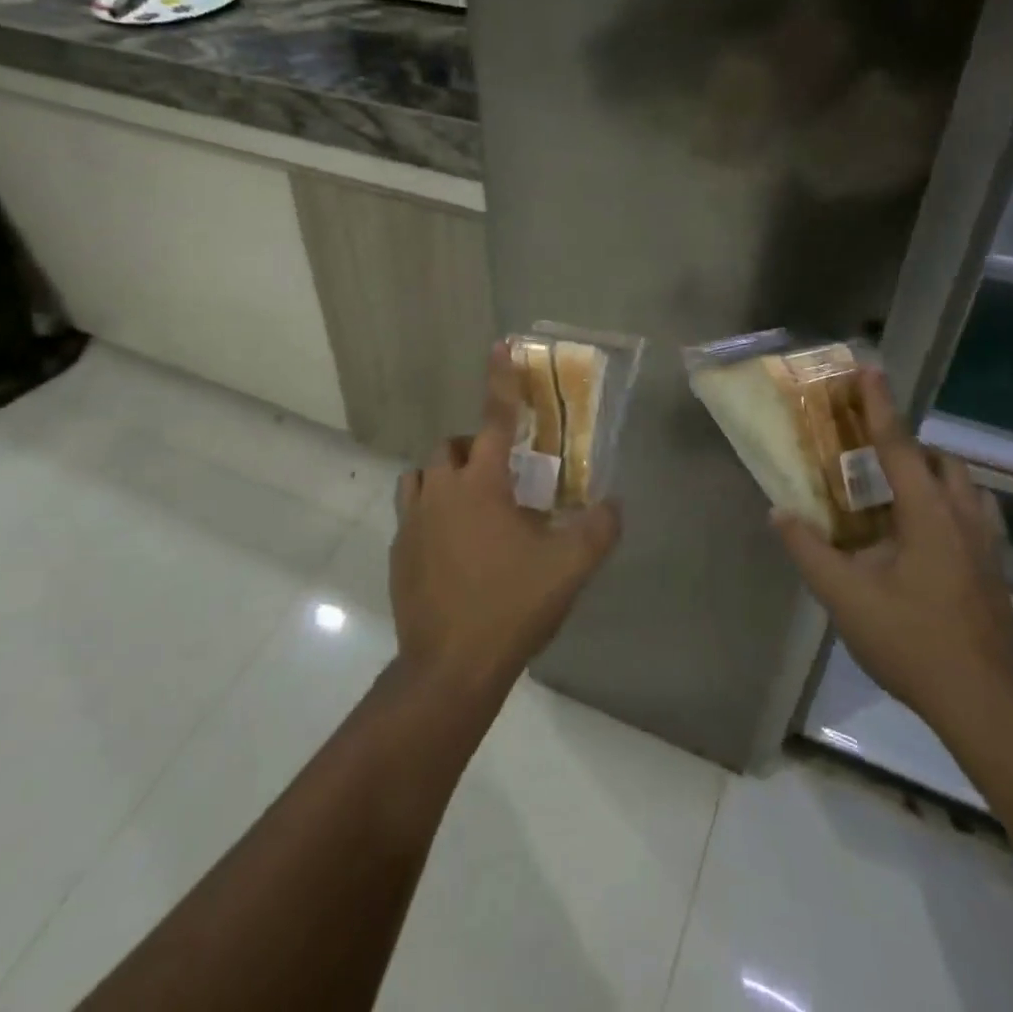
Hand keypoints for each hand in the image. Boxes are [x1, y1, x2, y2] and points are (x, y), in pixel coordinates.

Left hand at [392, 343, 620, 699]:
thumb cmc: (511, 606)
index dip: (501, 379)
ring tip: (475, 505)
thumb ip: (599, 528)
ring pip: (423, 476)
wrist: (450, 667)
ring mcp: (412, 521)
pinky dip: (431, 511)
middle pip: (452, 447)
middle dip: (477, 449)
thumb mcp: (570, 567)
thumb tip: (614, 503)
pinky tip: (454, 546)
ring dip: (447, 477)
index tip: (500, 345)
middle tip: (505, 478)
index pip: (495, 417)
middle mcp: (439, 490)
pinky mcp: (398, 551)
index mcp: (480, 483)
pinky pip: (412, 512)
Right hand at [771, 366, 1012, 725]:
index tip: (868, 369)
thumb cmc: (915, 643)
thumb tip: (778, 512)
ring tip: (894, 491)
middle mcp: (964, 517)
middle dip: (908, 444)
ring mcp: (988, 545)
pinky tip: (924, 537)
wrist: (992, 707)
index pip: (899, 445)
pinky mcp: (996, 571)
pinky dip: (947, 505)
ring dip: (931, 474)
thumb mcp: (847, 598)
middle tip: (869, 451)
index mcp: (928, 514)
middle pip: (940, 460)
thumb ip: (809, 551)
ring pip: (964, 487)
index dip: (879, 405)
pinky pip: (973, 515)